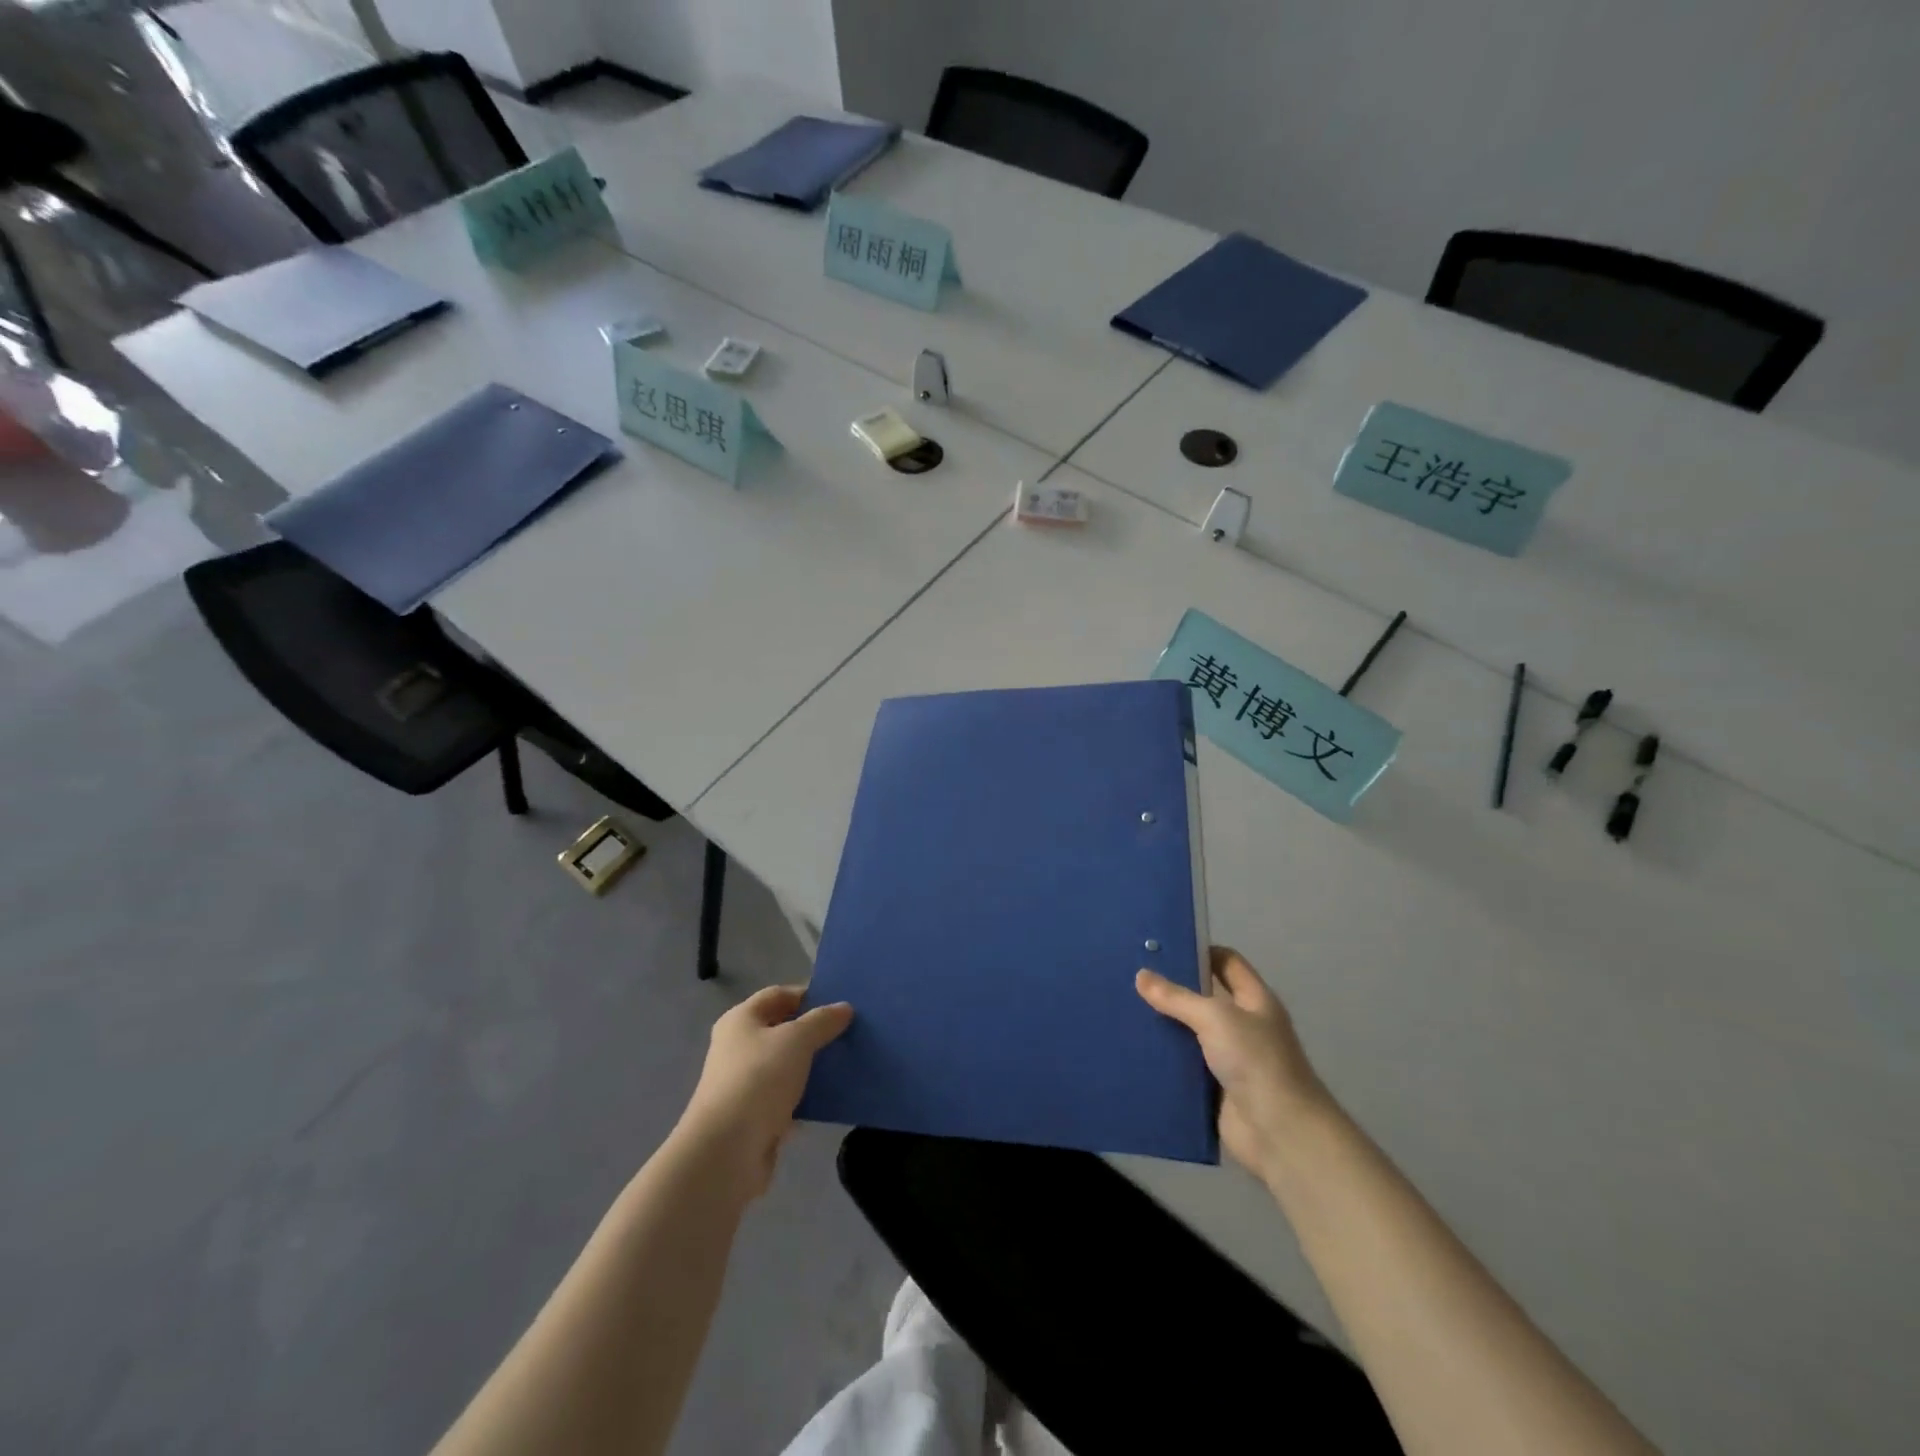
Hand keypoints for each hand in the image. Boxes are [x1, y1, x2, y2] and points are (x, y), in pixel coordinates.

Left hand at [678, 986, 852, 1200]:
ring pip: (786, 1065)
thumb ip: (822, 1021)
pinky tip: (833, 1097)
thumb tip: (844, 1008)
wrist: (726, 1152)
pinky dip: (807, 1096)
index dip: (807, 995)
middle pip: (782, 1030)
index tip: (840, 1004)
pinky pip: (787, 1097)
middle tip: (849, 1032)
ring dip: (813, 1065)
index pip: (778, 995)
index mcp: (741, 1020)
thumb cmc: (758, 1079)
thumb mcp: (796, 1040)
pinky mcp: (754, 1116)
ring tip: (847, 1062)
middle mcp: (738, 1047)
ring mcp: (745, 1083)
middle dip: (814, 1031)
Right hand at [1136, 947, 1332, 1182]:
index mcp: (1254, 1000)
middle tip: (1133, 977)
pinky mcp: (1214, 1088)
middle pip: (1205, 997)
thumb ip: (1177, 997)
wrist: (1280, 1133)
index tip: (1162, 948)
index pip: (1226, 962)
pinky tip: (1135, 1049)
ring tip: (1125, 1009)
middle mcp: (1244, 1025)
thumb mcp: (1215, 1018)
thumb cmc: (1256, 1062)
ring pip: (1191, 1033)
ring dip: (1165, 1025)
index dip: (1199, 951)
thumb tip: (1141, 975)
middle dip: (1173, 988)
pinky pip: (1184, 1066)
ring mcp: (1230, 1058)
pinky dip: (1164, 1059)